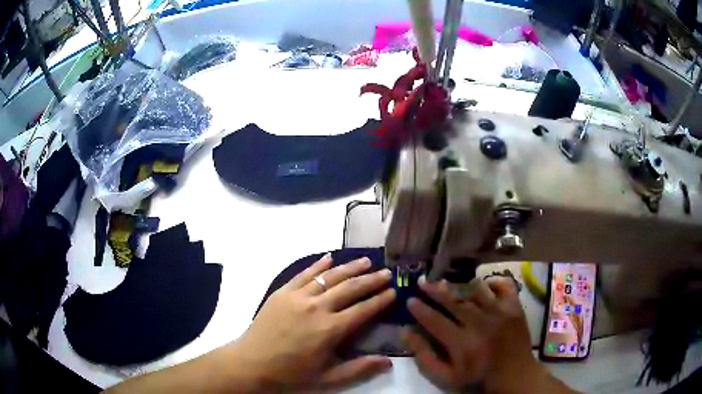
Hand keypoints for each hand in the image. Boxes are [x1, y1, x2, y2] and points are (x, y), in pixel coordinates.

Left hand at [226, 254, 395, 391]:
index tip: (394, 291)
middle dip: (371, 279)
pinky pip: (304, 274)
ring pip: (329, 277)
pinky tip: (329, 258)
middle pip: (350, 288)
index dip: (381, 300)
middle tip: (386, 272)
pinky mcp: (282, 292)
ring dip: (349, 267)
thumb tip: (389, 362)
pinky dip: (318, 265)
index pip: (363, 310)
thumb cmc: (291, 374)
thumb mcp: (328, 379)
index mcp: (331, 329)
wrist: (251, 363)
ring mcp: (298, 297)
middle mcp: (317, 307)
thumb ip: (359, 369)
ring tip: (366, 261)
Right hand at [404, 276, 559, 392]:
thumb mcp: (446, 376)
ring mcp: (500, 312)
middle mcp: (480, 323)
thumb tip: (407, 332)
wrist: (514, 376)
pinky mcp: (514, 307)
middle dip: (434, 290)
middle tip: (422, 281)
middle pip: (453, 301)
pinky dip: (493, 282)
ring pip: (476, 290)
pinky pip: (504, 285)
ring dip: (459, 284)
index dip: (420, 309)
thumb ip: (425, 356)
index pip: (435, 320)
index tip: (409, 300)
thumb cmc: (477, 378)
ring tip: (448, 280)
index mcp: (462, 343)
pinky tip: (484, 285)